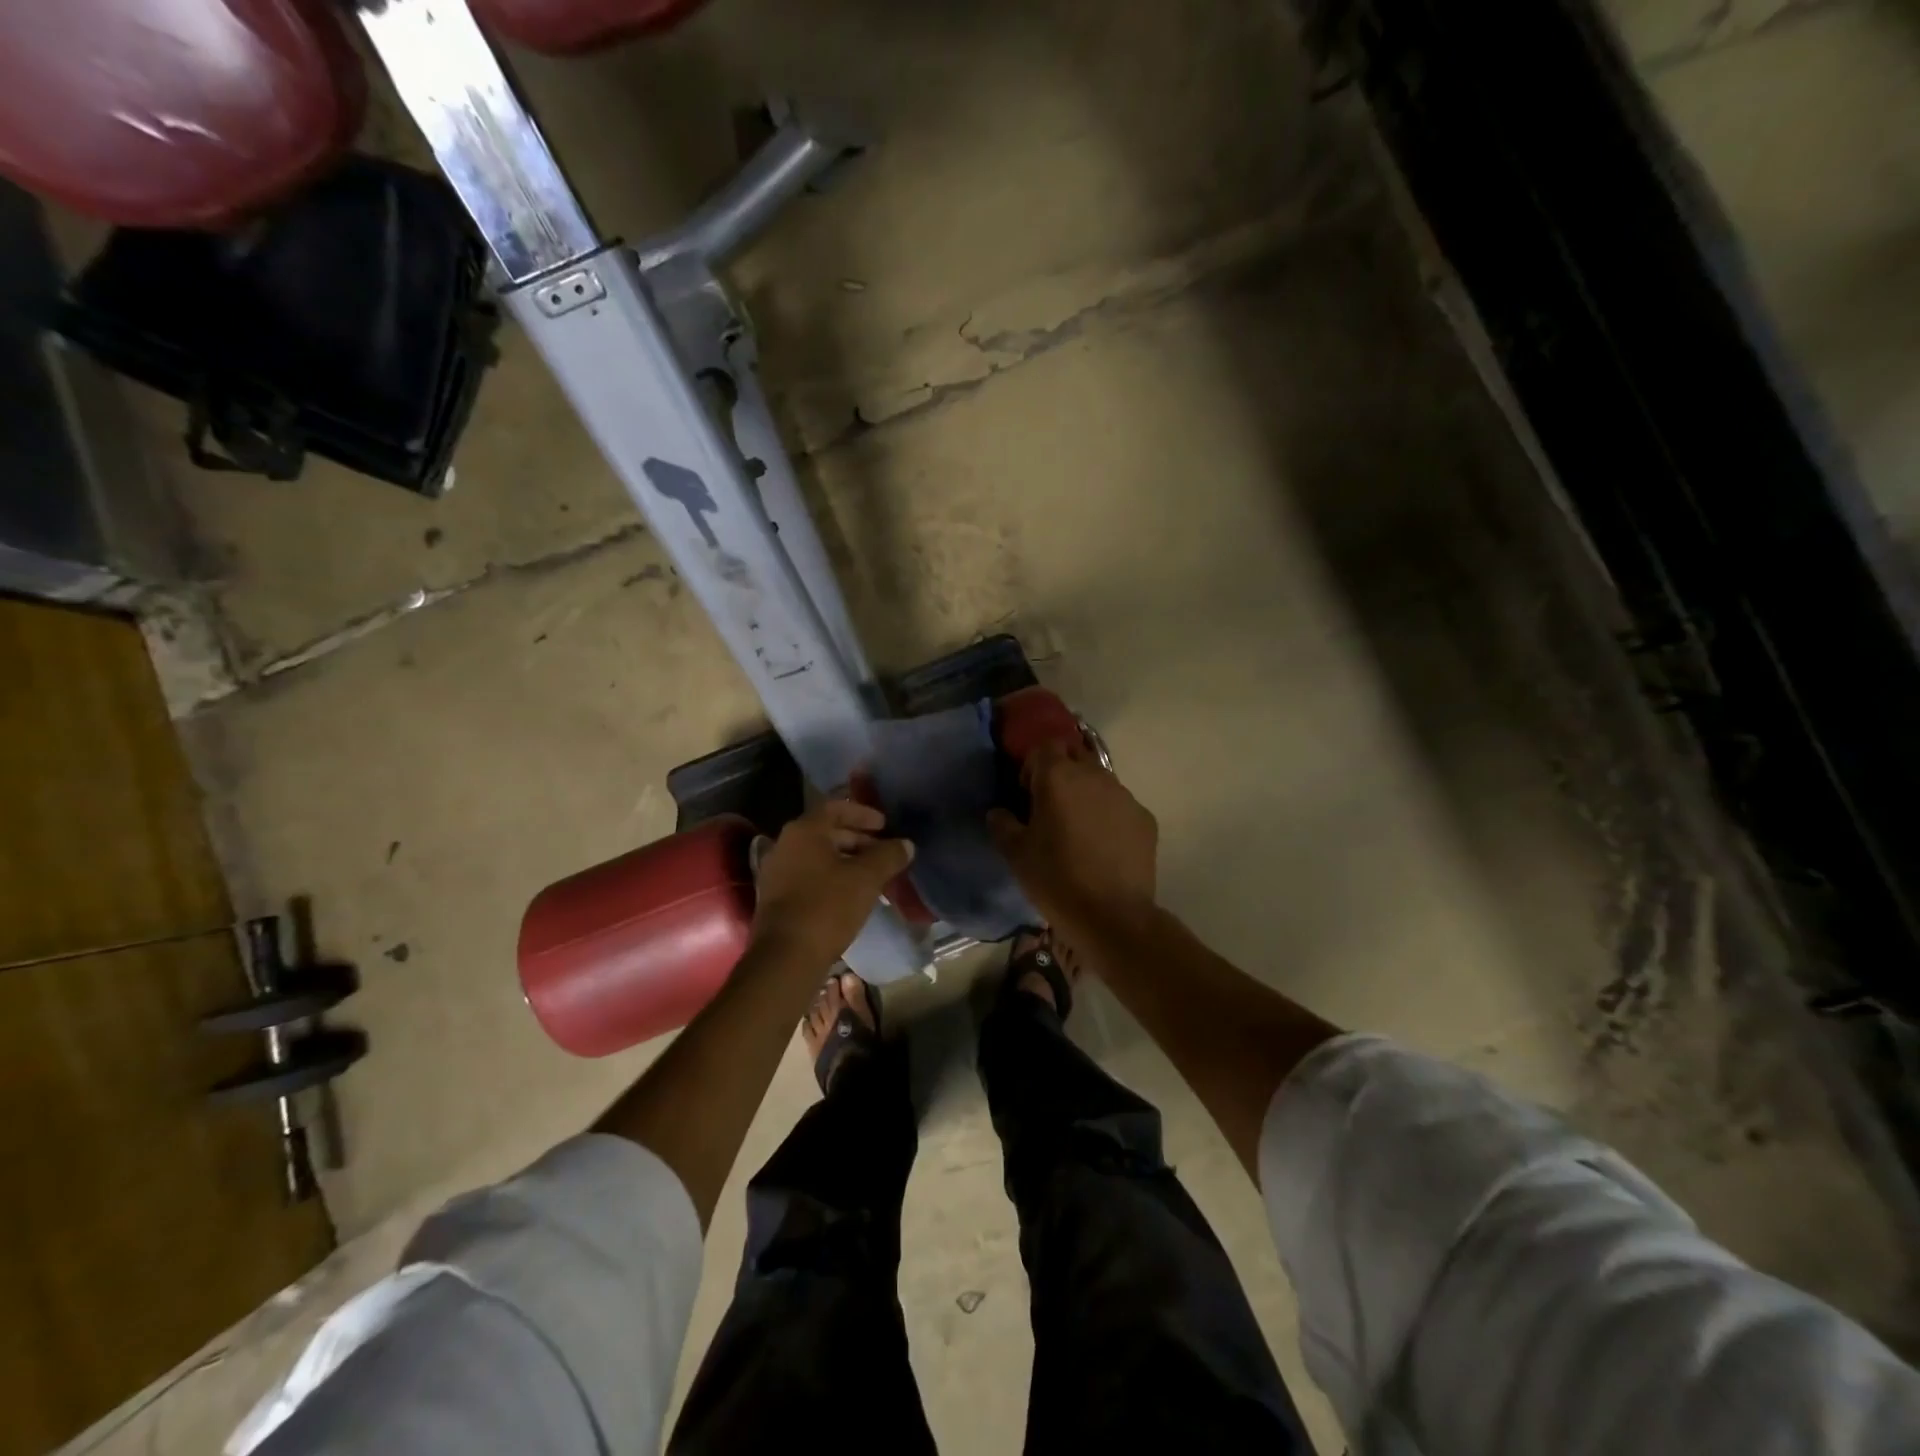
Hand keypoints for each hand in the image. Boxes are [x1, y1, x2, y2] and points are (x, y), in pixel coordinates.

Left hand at [748, 798, 913, 969]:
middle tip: (884, 852)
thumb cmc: (828, 906)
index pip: (836, 807)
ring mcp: (777, 872)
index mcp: (804, 831)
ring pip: (818, 856)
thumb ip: (888, 855)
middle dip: (858, 839)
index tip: (885, 825)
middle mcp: (785, 844)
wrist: (786, 956)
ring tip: (873, 876)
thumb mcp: (867, 878)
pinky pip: (809, 876)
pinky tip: (852, 895)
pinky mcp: (776, 898)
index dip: (863, 813)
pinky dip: (832, 878)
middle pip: (826, 832)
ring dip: (847, 861)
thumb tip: (906, 844)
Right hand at [988, 741, 1157, 937]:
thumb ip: (1002, 824)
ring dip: (1086, 795)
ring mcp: (1125, 796)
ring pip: (1100, 782)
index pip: (1045, 747)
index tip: (1027, 794)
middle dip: (1061, 775)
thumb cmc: (1055, 878)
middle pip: (1075, 758)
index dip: (1033, 766)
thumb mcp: (1015, 853)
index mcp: (1059, 777)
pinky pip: (1120, 807)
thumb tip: (999, 812)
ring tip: (1078, 830)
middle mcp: (1095, 776)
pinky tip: (1103, 848)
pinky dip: (1109, 817)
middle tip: (1051, 808)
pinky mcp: (1145, 819)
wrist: (1112, 916)